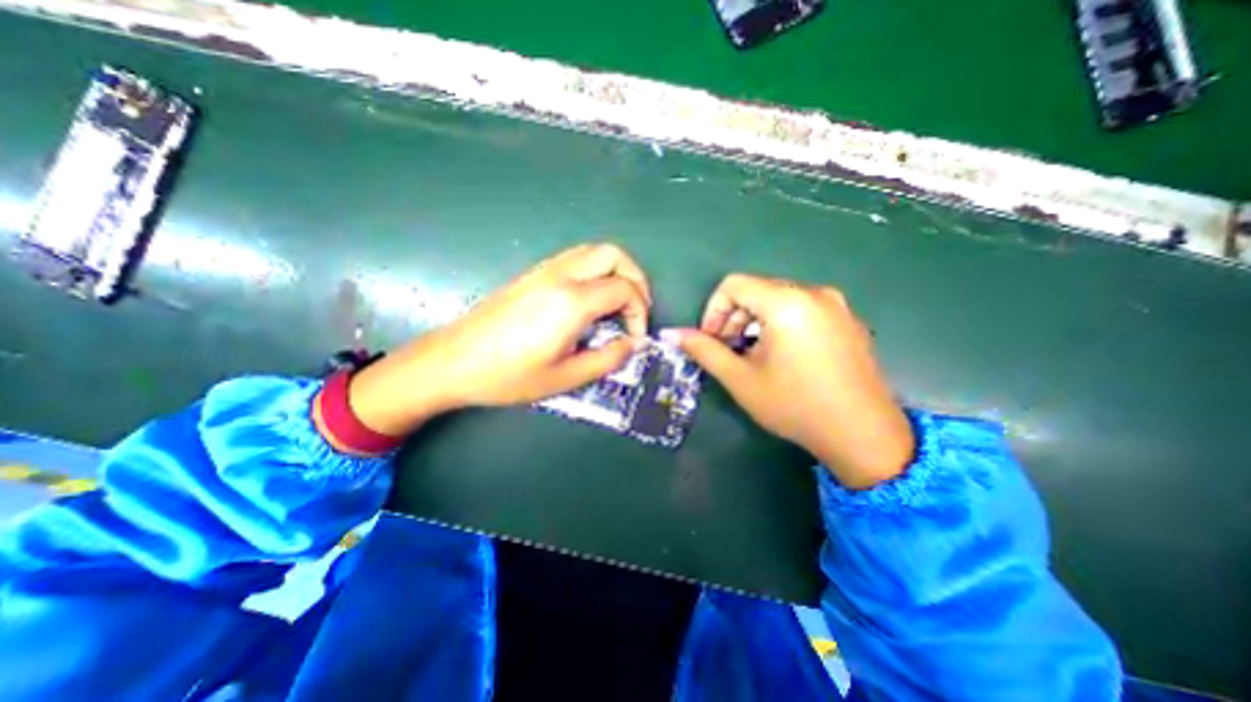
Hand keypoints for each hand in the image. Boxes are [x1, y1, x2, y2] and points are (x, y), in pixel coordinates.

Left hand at [339, 242, 656, 439]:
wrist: (453, 361)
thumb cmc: (508, 376)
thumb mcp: (565, 377)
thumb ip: (607, 359)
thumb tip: (633, 344)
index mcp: (571, 302)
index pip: (625, 290)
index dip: (640, 312)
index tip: (635, 337)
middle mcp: (561, 276)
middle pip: (614, 255)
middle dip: (636, 279)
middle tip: (636, 310)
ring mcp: (544, 270)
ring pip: (594, 251)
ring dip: (616, 271)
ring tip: (619, 303)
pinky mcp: (533, 273)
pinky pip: (576, 258)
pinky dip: (596, 270)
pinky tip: (591, 299)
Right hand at [665, 274, 916, 487]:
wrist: (864, 435)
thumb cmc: (795, 406)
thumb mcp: (741, 379)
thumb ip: (704, 350)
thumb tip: (671, 334)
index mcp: (787, 302)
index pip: (734, 285)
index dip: (713, 310)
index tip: (711, 340)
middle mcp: (814, 293)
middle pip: (757, 290)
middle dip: (734, 317)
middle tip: (728, 350)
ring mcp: (836, 305)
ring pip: (779, 299)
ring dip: (755, 322)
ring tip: (753, 356)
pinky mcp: (848, 320)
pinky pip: (802, 309)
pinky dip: (780, 324)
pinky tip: (782, 357)